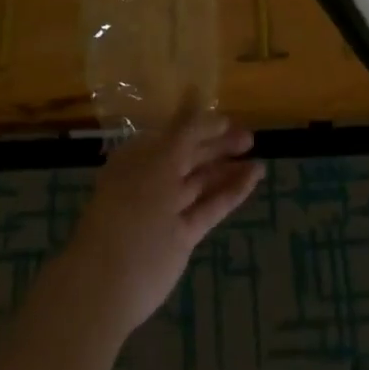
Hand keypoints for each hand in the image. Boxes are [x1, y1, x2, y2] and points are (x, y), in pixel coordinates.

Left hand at [61, 102, 264, 336]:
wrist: (109, 281)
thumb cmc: (131, 209)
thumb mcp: (160, 161)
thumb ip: (184, 129)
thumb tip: (194, 88)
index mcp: (140, 158)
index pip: (176, 135)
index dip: (202, 126)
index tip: (231, 120)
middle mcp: (154, 180)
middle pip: (190, 157)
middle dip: (218, 145)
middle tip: (250, 137)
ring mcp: (169, 209)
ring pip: (202, 181)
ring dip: (228, 168)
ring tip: (259, 157)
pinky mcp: (183, 235)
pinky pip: (210, 206)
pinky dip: (232, 192)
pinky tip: (254, 177)